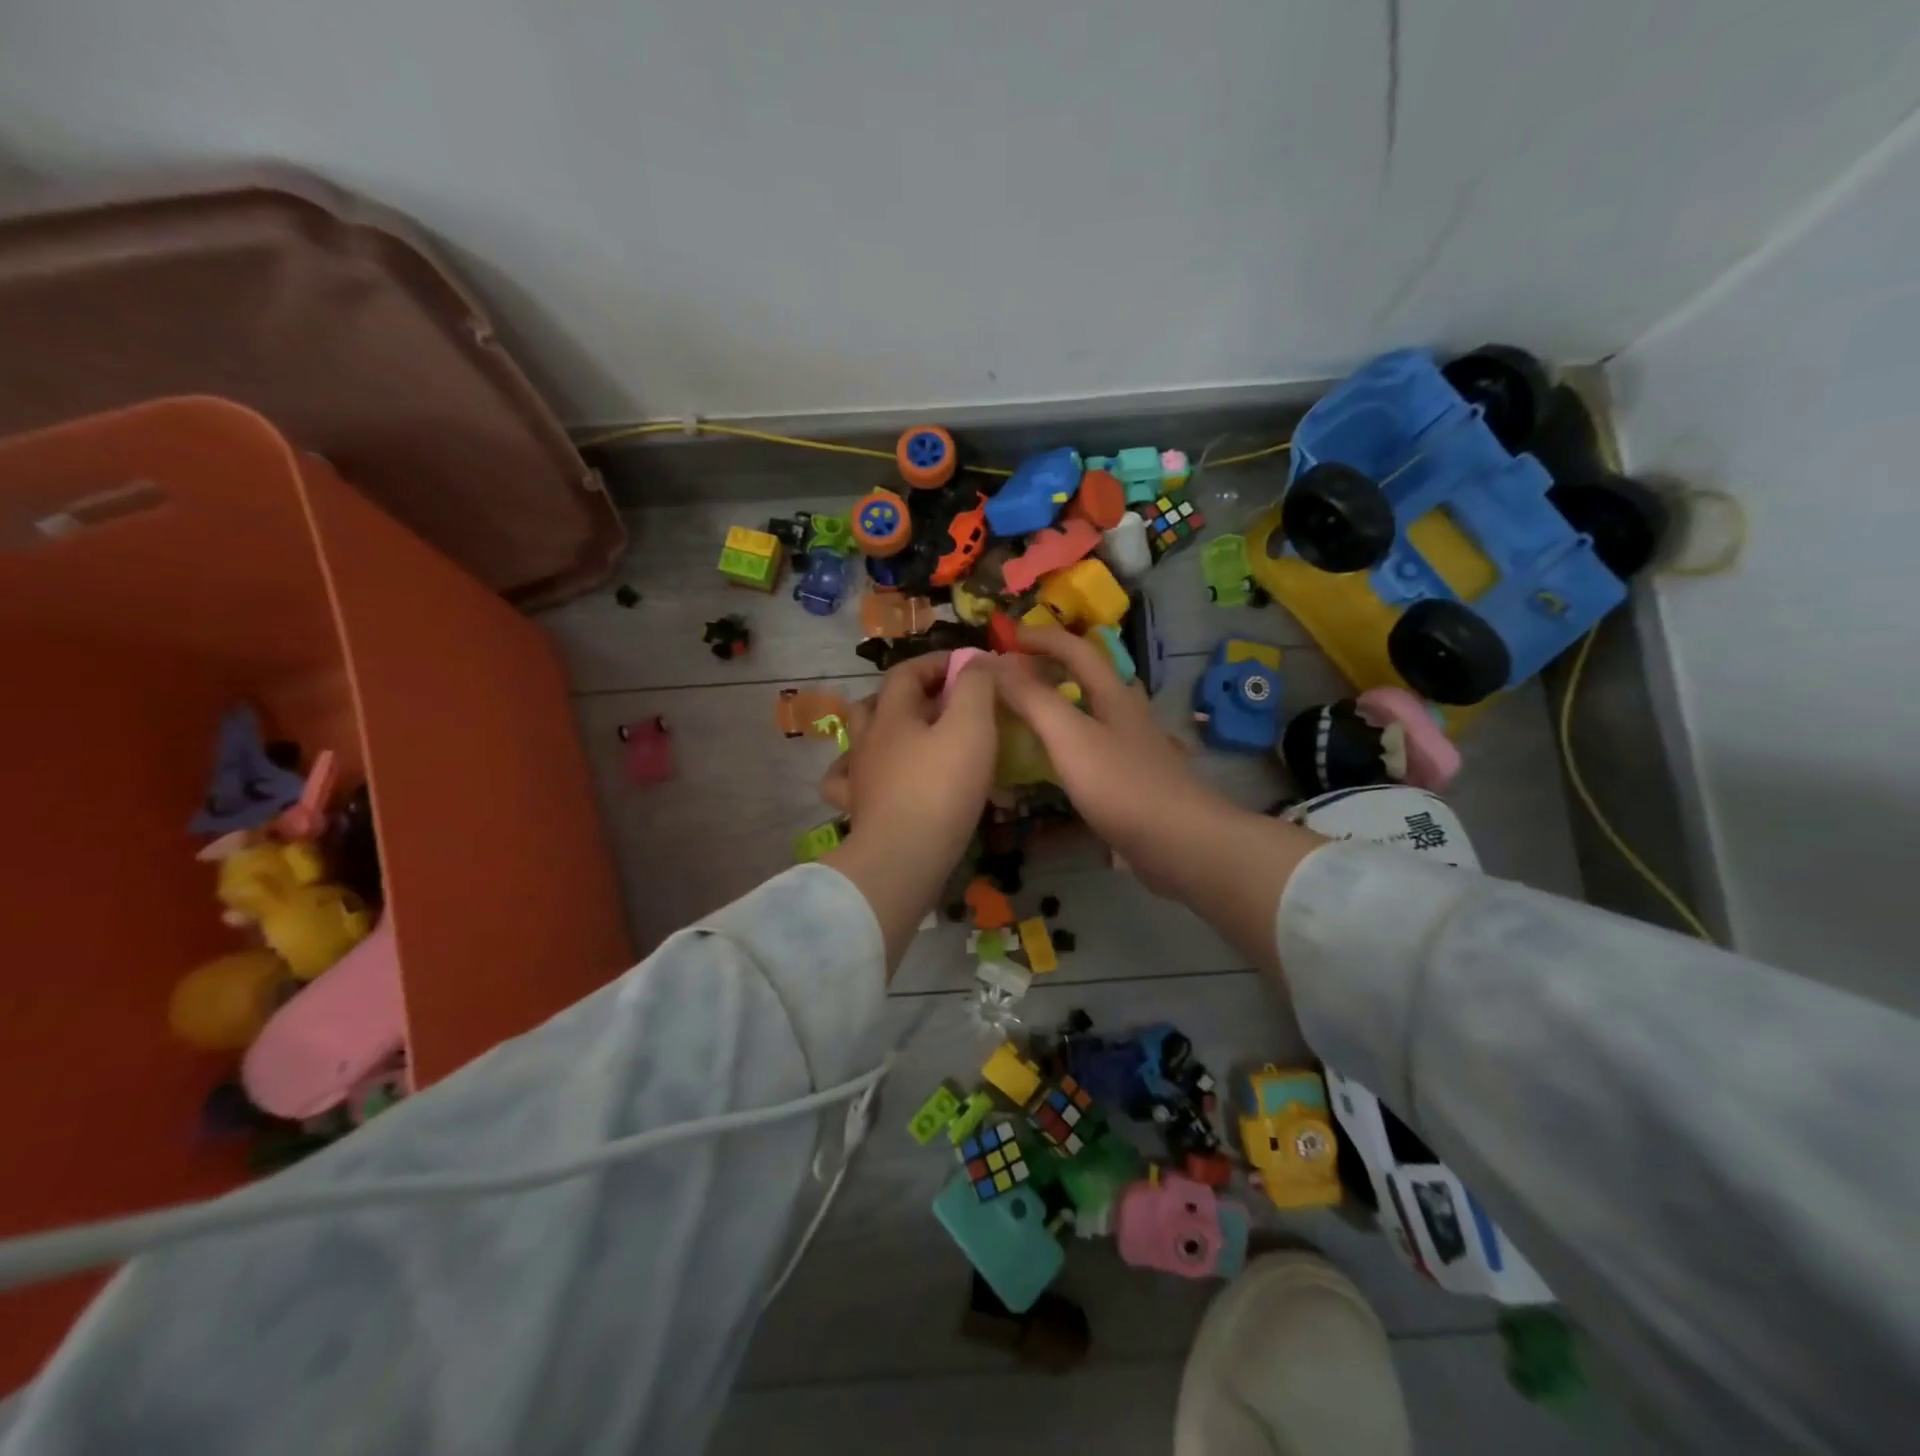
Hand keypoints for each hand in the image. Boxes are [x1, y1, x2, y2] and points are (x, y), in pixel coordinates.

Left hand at [822, 652, 997, 966]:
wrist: (903, 858)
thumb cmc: (941, 788)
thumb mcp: (971, 727)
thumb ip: (976, 687)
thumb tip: (976, 661)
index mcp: (892, 714)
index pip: (907, 671)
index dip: (937, 662)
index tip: (969, 667)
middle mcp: (867, 739)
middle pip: (880, 701)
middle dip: (912, 694)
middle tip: (946, 703)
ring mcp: (858, 776)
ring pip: (862, 738)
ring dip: (886, 728)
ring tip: (915, 736)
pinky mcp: (858, 810)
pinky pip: (848, 781)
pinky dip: (860, 771)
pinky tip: (875, 776)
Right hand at [986, 625, 1234, 893]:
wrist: (1181, 842)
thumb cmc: (1121, 785)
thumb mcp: (1069, 736)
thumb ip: (1032, 698)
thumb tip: (994, 662)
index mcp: (1114, 695)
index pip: (1076, 649)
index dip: (1042, 637)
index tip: (1006, 638)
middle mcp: (1129, 715)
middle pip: (1094, 677)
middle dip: (1058, 665)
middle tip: (1020, 672)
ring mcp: (1137, 749)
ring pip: (1100, 713)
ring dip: (1069, 703)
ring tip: (1036, 714)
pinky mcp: (1139, 781)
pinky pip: (1101, 748)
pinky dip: (1077, 742)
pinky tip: (1065, 763)